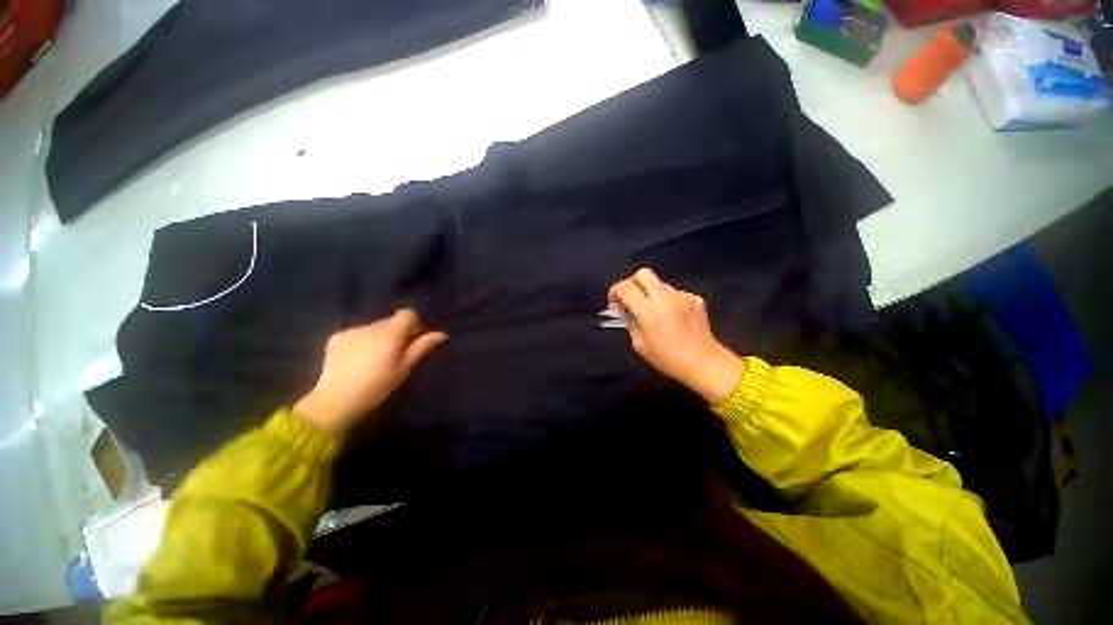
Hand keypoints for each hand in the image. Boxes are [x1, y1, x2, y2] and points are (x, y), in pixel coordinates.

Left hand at [294, 309, 446, 434]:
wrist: (336, 402)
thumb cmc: (378, 386)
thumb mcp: (405, 368)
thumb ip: (422, 347)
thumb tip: (441, 334)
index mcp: (390, 333)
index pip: (407, 314)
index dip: (413, 324)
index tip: (412, 341)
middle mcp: (370, 326)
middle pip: (390, 322)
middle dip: (396, 333)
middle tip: (394, 355)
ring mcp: (351, 331)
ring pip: (373, 328)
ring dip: (378, 338)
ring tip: (373, 360)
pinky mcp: (335, 338)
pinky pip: (356, 334)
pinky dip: (361, 342)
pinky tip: (356, 361)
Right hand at [608, 268, 744, 404]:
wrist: (704, 363)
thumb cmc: (667, 358)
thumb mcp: (639, 344)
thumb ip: (629, 323)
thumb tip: (624, 310)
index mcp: (649, 311)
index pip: (626, 288)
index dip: (615, 291)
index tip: (614, 302)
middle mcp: (665, 297)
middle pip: (643, 273)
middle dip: (632, 283)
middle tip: (630, 298)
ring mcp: (682, 296)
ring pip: (659, 283)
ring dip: (650, 292)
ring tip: (653, 311)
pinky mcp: (695, 298)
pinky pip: (675, 293)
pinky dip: (668, 300)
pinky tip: (671, 316)